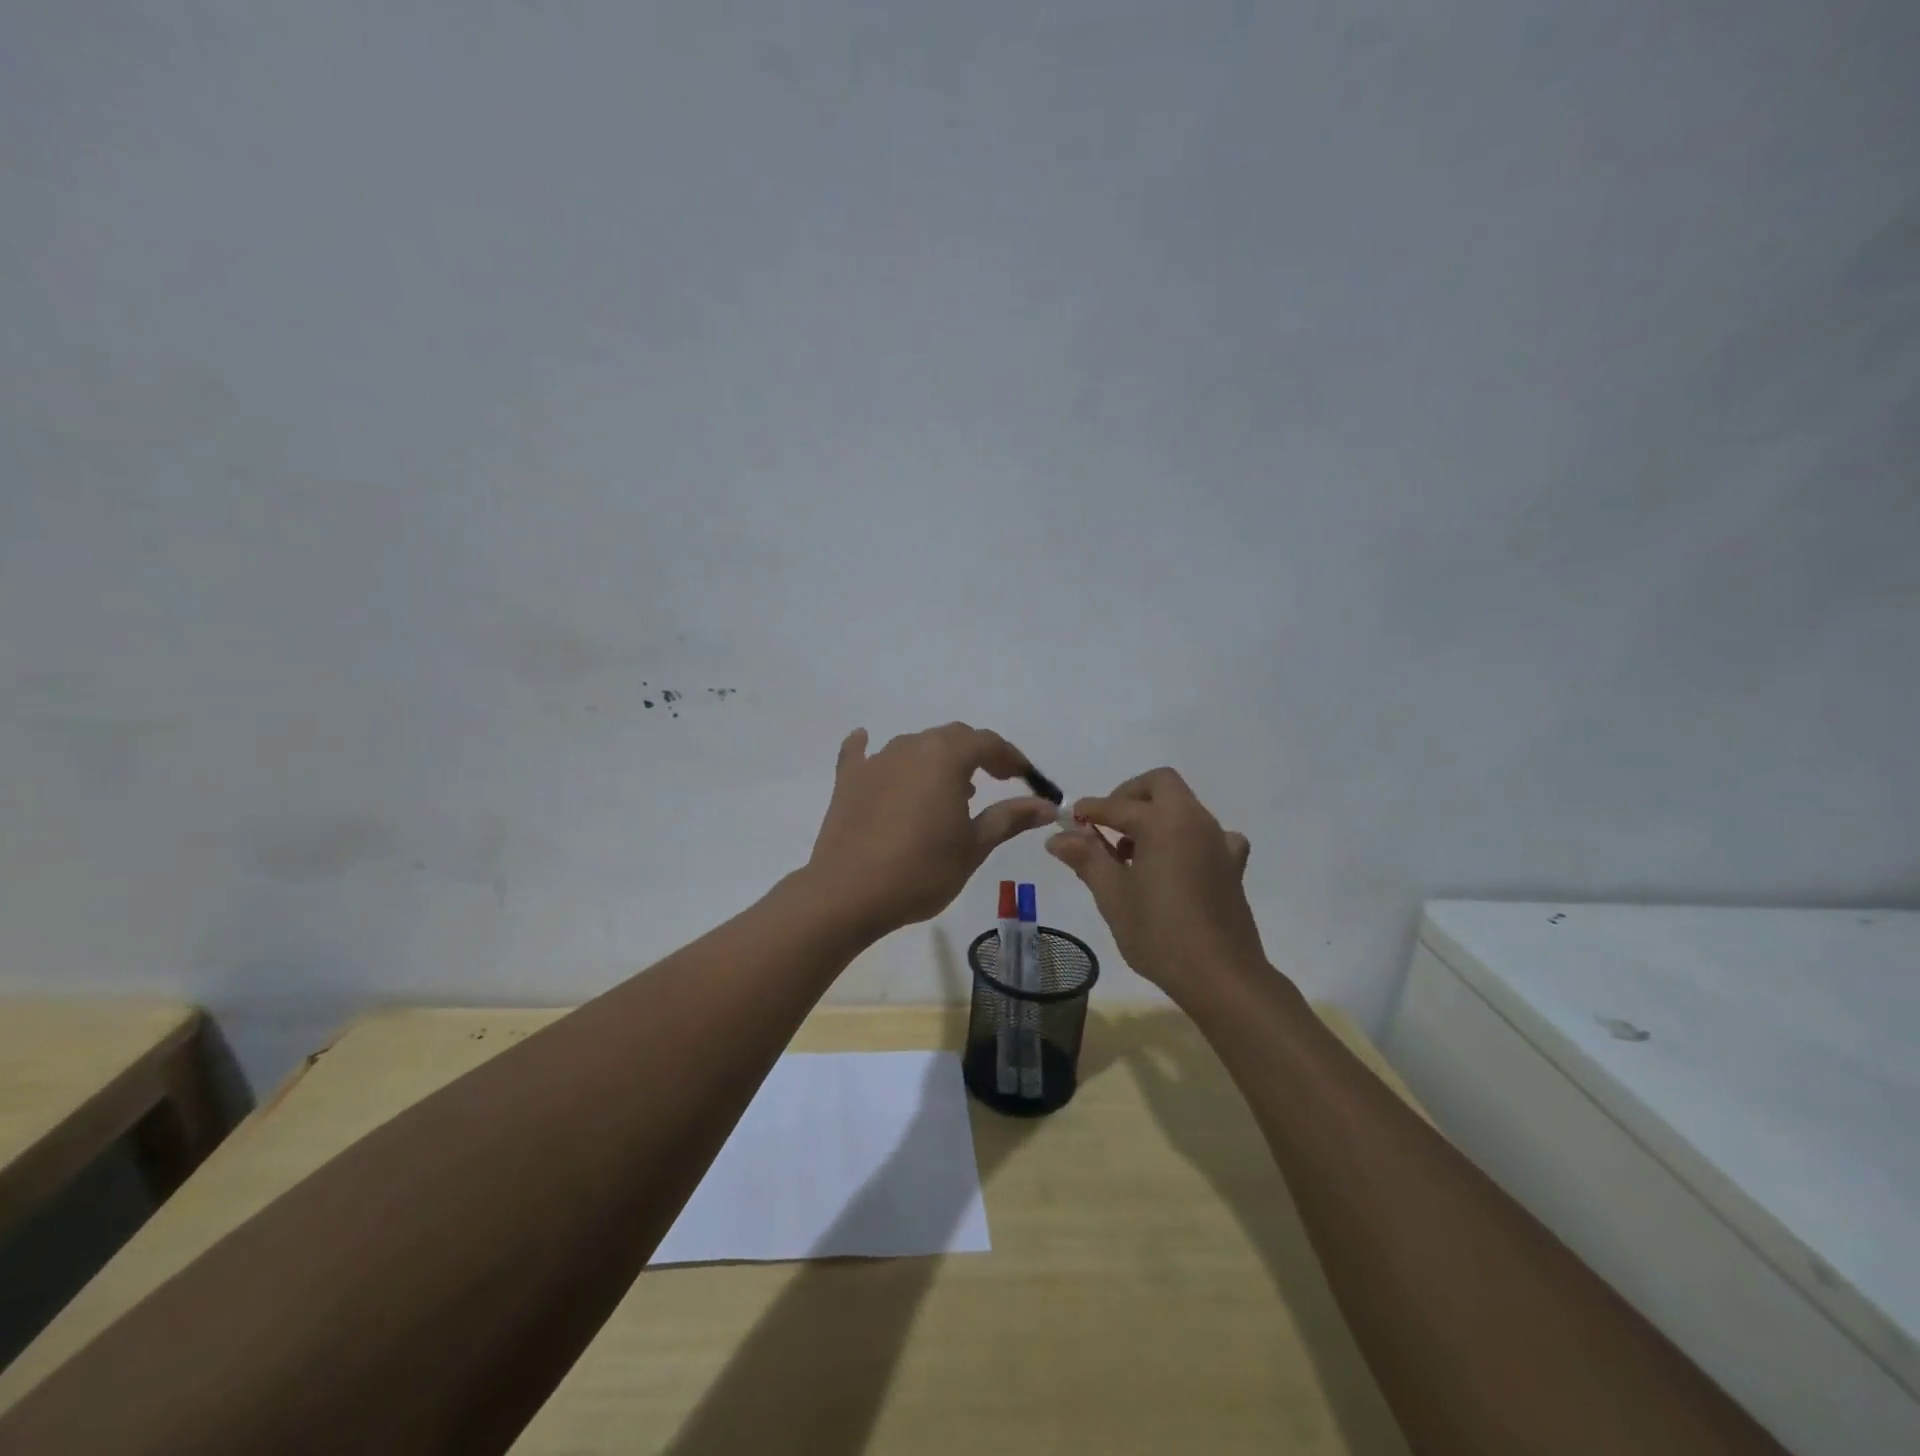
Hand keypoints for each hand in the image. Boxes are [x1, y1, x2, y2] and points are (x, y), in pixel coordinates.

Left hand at [807, 723, 1058, 937]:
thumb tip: (1047, 805)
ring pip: (915, 746)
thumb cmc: (922, 870)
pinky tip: (866, 741)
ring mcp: (875, 761)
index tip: (1025, 777)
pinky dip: (870, 749)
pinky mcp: (848, 780)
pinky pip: (862, 754)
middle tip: (996, 780)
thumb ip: (1010, 817)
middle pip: (951, 738)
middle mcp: (910, 747)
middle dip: (978, 754)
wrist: (849, 894)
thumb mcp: (974, 846)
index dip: (1011, 757)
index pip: (987, 742)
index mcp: (945, 757)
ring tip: (950, 789)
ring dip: (938, 760)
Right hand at [1046, 767, 1264, 1000]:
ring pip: (1184, 808)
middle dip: (1129, 796)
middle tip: (1106, 825)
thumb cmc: (1160, 933)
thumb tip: (1058, 837)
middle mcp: (1195, 821)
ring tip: (1131, 853)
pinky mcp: (1232, 866)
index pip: (1118, 805)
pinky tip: (1175, 865)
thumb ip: (1086, 858)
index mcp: (1164, 822)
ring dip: (1155, 816)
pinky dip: (1187, 839)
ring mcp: (1219, 842)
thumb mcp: (1113, 895)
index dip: (1090, 810)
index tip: (1069, 819)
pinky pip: (1209, 836)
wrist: (1221, 976)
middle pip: (1161, 785)